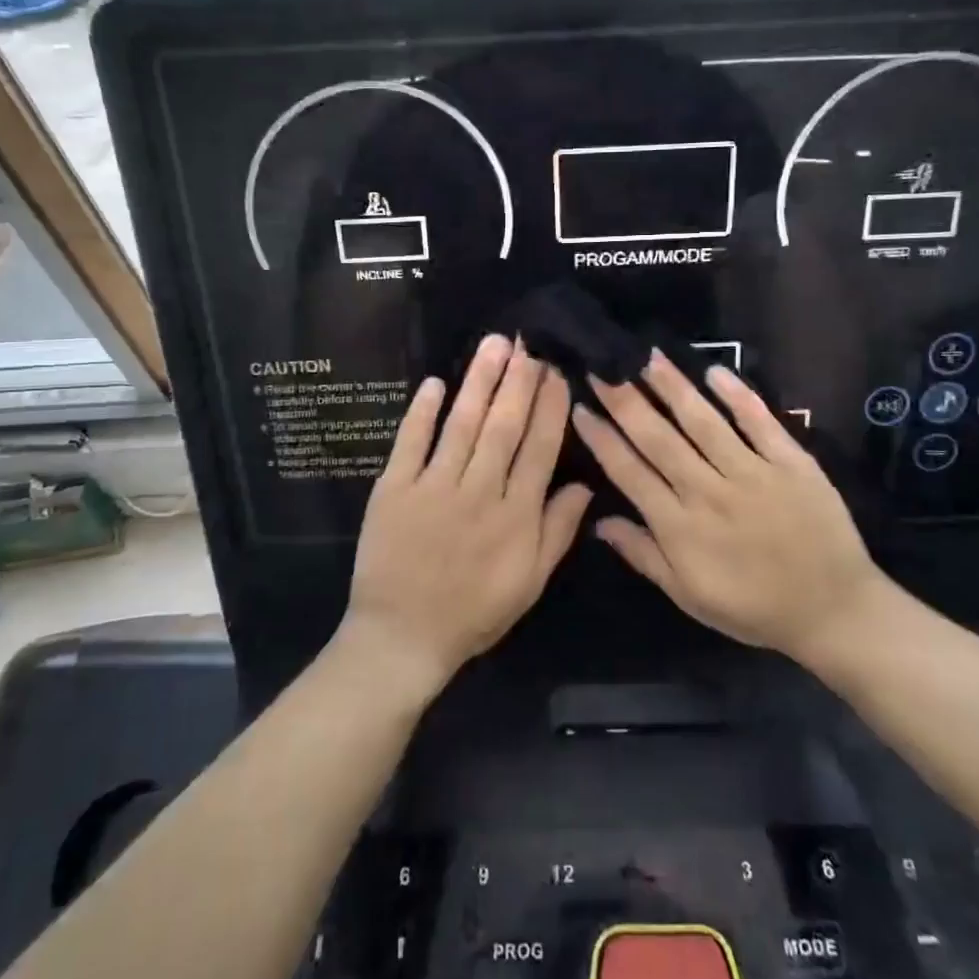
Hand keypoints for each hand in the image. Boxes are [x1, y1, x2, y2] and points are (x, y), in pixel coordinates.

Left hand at [341, 335, 591, 700]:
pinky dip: (421, 412)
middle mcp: (477, 492)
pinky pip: (410, 443)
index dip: (549, 408)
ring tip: (494, 345)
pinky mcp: (393, 488)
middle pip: (503, 427)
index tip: (556, 372)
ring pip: (462, 425)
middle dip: (518, 381)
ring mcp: (433, 487)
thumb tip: (586, 486)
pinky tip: (433, 382)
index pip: (538, 449)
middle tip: (528, 342)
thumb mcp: (530, 582)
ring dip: (478, 382)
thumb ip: (557, 532)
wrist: (403, 636)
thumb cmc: (474, 611)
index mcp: (515, 515)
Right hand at [571, 351, 889, 668]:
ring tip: (647, 357)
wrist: (834, 611)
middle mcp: (709, 493)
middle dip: (626, 401)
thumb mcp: (689, 596)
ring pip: (704, 423)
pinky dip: (739, 396)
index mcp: (680, 527)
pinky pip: (761, 424)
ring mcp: (753, 474)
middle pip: (659, 439)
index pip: (630, 473)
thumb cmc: (754, 609)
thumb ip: (644, 556)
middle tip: (603, 366)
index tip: (580, 407)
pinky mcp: (792, 463)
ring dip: (673, 388)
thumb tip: (599, 522)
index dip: (602, 439)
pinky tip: (715, 370)